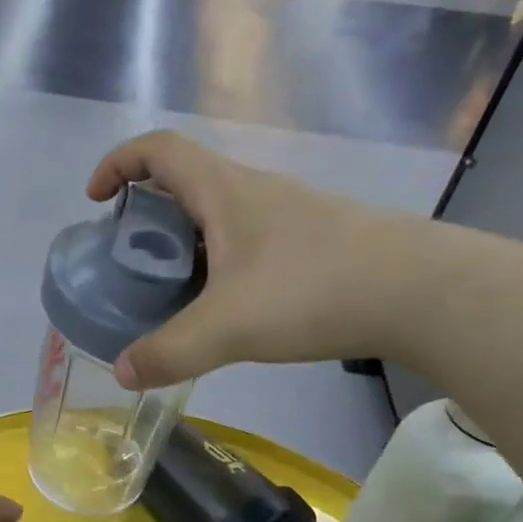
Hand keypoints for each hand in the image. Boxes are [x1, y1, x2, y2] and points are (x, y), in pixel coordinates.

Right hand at [87, 131, 435, 386]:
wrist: (425, 291)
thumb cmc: (314, 288)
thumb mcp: (229, 326)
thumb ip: (170, 351)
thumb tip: (122, 372)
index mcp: (222, 190)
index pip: (158, 149)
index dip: (118, 163)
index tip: (97, 199)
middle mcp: (253, 190)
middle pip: (184, 179)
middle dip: (146, 210)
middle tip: (130, 257)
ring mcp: (288, 212)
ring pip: (219, 211)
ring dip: (185, 238)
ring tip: (172, 287)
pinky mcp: (314, 239)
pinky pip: (247, 236)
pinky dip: (220, 258)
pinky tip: (228, 303)